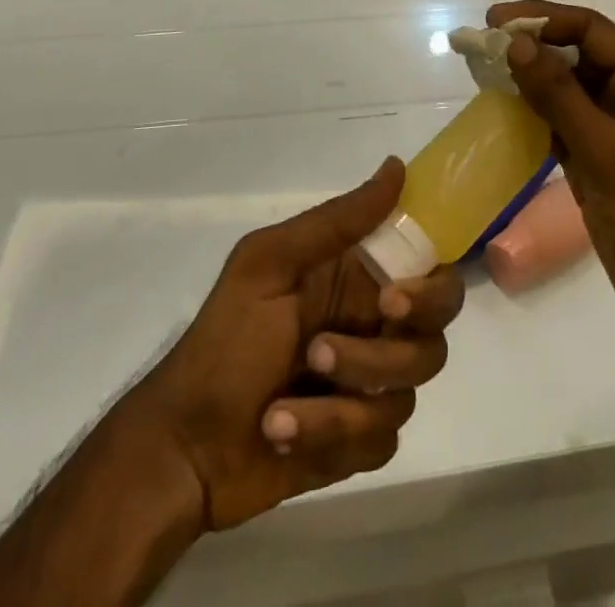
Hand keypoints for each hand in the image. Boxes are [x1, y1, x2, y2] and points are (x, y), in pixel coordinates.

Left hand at [119, 158, 463, 531]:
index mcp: (358, 275)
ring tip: (282, 405)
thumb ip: (337, 220)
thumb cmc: (224, 342)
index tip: (393, 302)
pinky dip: (330, 438)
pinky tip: (283, 432)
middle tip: (322, 353)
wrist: (182, 448)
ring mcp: (369, 385)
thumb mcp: (270, 264)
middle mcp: (374, 326)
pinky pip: (382, 441)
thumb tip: (396, 166)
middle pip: (432, 336)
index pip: (431, 269)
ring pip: (406, 393)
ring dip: (342, 401)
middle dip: (385, 355)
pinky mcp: (359, 441)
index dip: (430, 287)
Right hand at [488, 1, 614, 367]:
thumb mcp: (610, 156)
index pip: (591, 31)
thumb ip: (560, 98)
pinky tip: (501, 114)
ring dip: (528, 79)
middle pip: (577, 55)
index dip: (543, 18)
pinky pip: (561, 125)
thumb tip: (516, 43)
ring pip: (566, 90)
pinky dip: (532, 116)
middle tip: (479, 45)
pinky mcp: (600, 164)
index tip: (494, 21)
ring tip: (481, 72)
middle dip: (531, 45)